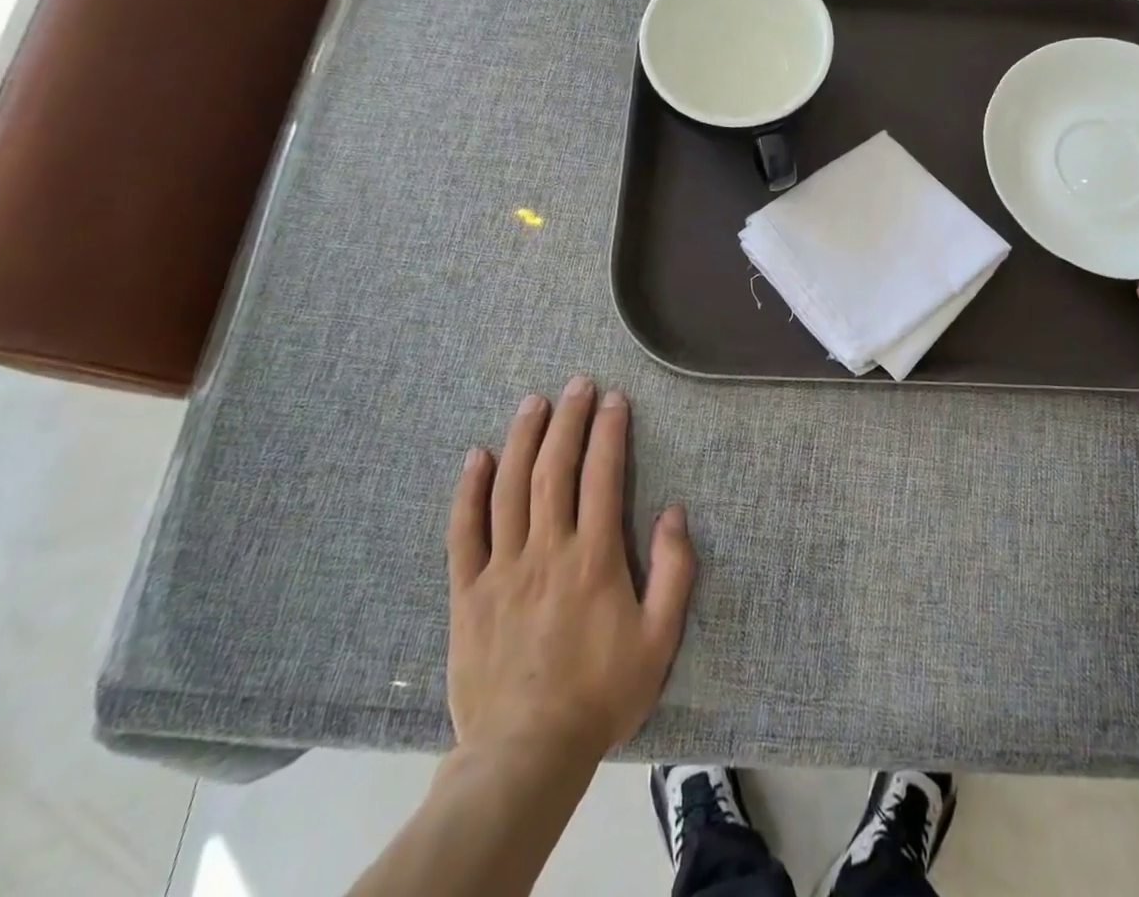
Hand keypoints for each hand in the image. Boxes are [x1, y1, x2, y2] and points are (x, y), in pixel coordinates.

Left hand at [445, 377, 695, 763]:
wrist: (525, 755)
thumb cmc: (600, 694)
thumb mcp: (659, 639)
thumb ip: (675, 571)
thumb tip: (674, 512)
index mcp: (594, 557)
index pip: (602, 476)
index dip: (609, 431)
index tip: (614, 399)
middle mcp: (547, 550)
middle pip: (554, 469)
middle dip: (568, 420)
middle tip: (577, 384)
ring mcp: (502, 568)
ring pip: (510, 488)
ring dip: (523, 438)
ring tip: (534, 402)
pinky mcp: (468, 592)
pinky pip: (464, 531)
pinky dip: (469, 490)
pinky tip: (477, 456)